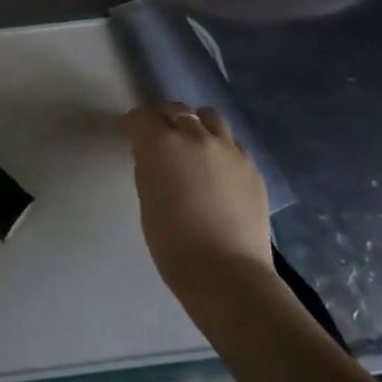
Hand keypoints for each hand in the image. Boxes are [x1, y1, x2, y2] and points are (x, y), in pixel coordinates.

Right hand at [124, 103, 272, 295]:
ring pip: (208, 117)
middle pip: (175, 109)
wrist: (225, 272)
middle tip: (160, 138)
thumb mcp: (147, 199)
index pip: (141, 116)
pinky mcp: (250, 164)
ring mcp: (227, 147)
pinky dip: (219, 145)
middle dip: (163, 119)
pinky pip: (231, 141)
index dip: (134, 124)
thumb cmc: (172, 242)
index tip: (132, 135)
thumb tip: (154, 157)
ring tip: (193, 144)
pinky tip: (217, 167)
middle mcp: (194, 135)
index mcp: (160, 143)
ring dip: (196, 124)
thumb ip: (149, 167)